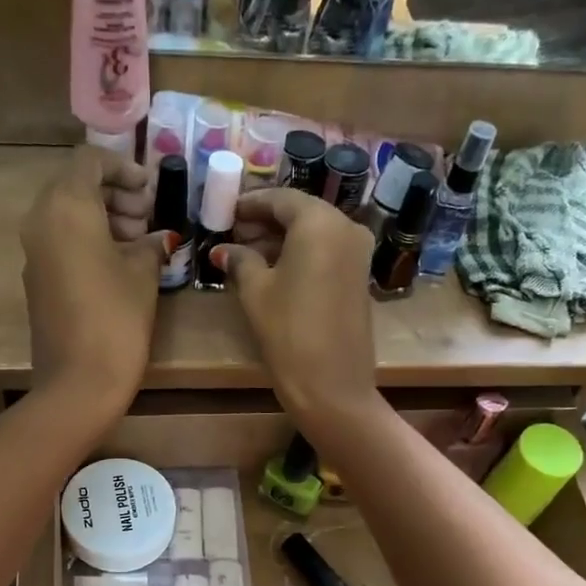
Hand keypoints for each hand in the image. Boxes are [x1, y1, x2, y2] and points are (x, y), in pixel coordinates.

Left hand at [23, 146, 168, 418]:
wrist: (78, 382)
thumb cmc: (117, 319)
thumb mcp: (143, 275)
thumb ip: (150, 245)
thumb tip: (158, 237)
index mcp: (67, 206)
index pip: (90, 161)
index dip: (124, 169)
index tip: (151, 191)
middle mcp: (41, 220)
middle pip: (75, 185)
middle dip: (113, 195)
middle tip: (146, 220)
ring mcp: (33, 252)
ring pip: (66, 214)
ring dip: (102, 219)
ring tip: (137, 245)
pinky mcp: (36, 280)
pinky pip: (60, 242)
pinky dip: (87, 241)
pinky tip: (117, 268)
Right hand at [210, 187, 378, 434]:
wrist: (333, 385)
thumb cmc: (289, 332)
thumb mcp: (256, 292)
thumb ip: (240, 261)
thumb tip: (225, 250)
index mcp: (320, 222)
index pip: (281, 199)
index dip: (251, 204)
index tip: (226, 211)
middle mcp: (346, 228)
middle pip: (301, 213)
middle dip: (266, 221)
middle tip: (234, 233)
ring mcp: (358, 253)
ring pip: (314, 233)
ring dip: (282, 239)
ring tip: (247, 254)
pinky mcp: (360, 278)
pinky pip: (326, 252)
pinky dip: (301, 254)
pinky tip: (274, 270)